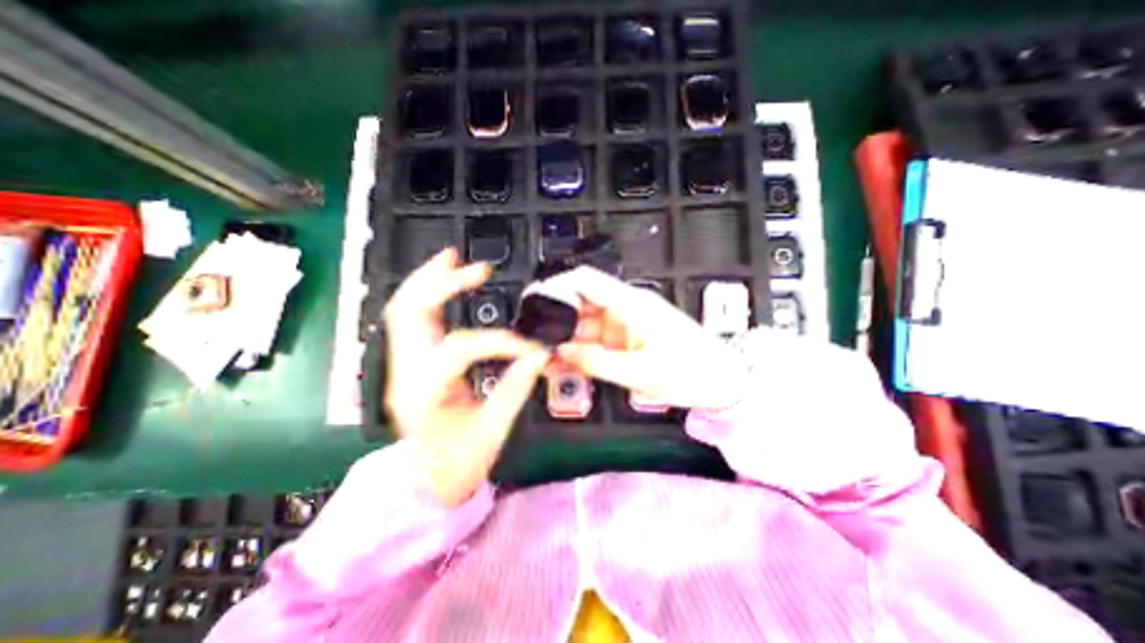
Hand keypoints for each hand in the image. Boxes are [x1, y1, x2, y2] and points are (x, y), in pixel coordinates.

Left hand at [383, 249, 548, 507]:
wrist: (424, 481)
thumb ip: (516, 387)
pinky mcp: (411, 361)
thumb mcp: (492, 429)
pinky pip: (412, 318)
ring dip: (428, 280)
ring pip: (404, 308)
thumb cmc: (455, 463)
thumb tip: (539, 355)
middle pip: (410, 311)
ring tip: (452, 259)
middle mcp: (406, 372)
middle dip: (443, 282)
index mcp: (424, 393)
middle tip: (476, 268)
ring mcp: (403, 364)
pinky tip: (443, 281)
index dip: (499, 342)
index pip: (460, 349)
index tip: (530, 350)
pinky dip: (427, 294)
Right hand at [546, 267, 748, 407]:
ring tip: (542, 358)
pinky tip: (563, 363)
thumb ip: (596, 361)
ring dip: (563, 339)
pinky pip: (595, 340)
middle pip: (579, 303)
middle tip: (531, 341)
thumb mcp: (640, 371)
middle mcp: (623, 308)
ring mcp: (624, 324)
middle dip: (554, 320)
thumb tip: (558, 351)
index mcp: (630, 304)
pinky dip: (578, 350)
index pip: (585, 280)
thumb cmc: (689, 372)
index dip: (556, 285)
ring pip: (584, 324)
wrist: (722, 381)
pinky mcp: (625, 339)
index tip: (531, 303)